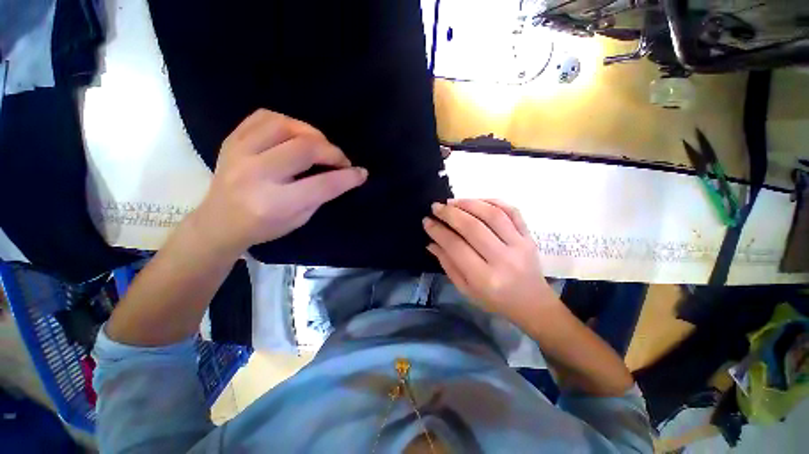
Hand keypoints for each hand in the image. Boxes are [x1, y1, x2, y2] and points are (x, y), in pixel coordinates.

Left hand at [192, 109, 367, 253]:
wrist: (218, 223)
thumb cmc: (263, 227)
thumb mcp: (299, 219)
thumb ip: (320, 195)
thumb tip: (342, 174)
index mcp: (275, 203)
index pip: (322, 185)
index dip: (348, 177)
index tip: (361, 173)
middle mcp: (255, 175)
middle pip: (304, 149)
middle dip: (332, 152)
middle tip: (341, 161)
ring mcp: (238, 153)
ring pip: (285, 125)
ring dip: (312, 133)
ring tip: (320, 146)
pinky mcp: (231, 140)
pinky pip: (264, 117)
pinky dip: (288, 122)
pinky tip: (296, 135)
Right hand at [423, 199, 555, 320]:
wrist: (532, 303)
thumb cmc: (494, 300)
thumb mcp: (465, 289)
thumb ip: (448, 264)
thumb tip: (431, 242)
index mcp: (484, 279)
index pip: (456, 247)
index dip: (438, 231)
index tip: (426, 221)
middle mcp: (503, 259)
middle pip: (473, 227)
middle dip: (450, 213)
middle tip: (436, 207)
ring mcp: (520, 245)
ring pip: (492, 214)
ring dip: (469, 203)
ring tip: (452, 202)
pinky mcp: (529, 236)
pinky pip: (512, 211)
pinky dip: (493, 201)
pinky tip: (476, 201)